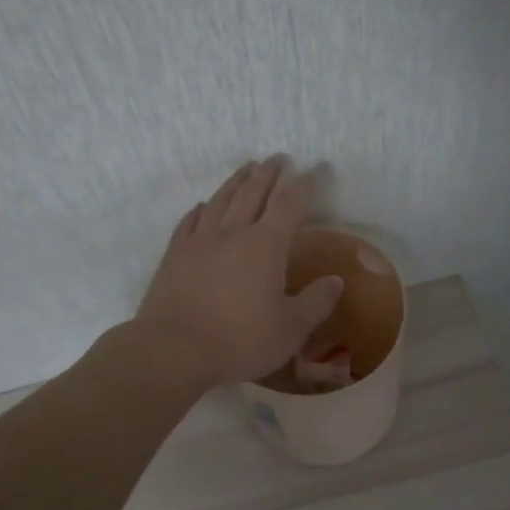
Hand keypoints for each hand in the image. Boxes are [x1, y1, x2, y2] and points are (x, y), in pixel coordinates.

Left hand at [135, 157, 344, 387]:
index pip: (289, 204)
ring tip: (246, 167)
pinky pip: (190, 221)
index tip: (315, 168)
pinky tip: (204, 205)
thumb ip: (317, 302)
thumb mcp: (291, 329)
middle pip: (252, 192)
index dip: (304, 184)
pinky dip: (201, 209)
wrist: (173, 351)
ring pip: (221, 200)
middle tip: (278, 158)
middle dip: (268, 173)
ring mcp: (199, 241)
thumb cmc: (239, 341)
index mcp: (266, 245)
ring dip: (236, 181)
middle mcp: (233, 233)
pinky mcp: (175, 255)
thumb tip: (336, 281)